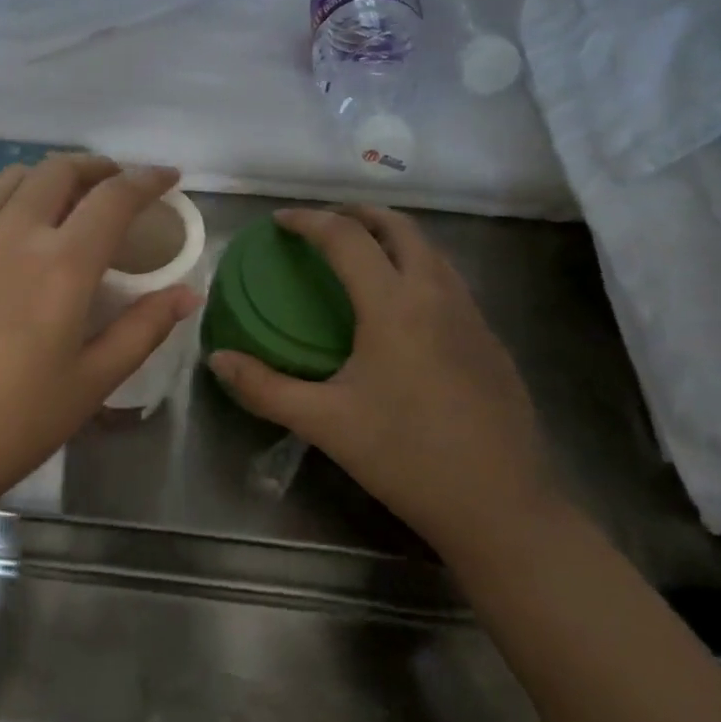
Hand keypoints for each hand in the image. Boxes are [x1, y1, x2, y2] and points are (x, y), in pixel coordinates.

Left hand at [0, 157, 200, 526]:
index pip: (114, 198)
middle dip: (96, 166)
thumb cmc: (9, 425)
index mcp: (61, 265)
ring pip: (12, 178)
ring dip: (48, 176)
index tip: (167, 176)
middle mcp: (12, 233)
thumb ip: (142, 330)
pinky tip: (6, 231)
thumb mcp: (90, 385)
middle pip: (60, 170)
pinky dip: (5, 198)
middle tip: (115, 183)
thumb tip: (187, 293)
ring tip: (62, 199)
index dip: (146, 179)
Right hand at [209, 205, 554, 560]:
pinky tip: (401, 307)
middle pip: (399, 227)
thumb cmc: (407, 457)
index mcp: (394, 305)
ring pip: (431, 250)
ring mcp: (472, 315)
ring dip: (392, 237)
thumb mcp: (325, 423)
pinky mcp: (491, 340)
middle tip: (323, 223)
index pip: (346, 238)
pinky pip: (449, 280)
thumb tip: (217, 360)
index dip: (309, 221)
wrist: (503, 507)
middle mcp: (437, 295)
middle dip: (357, 213)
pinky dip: (417, 267)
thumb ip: (265, 387)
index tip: (279, 221)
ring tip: (360, 254)